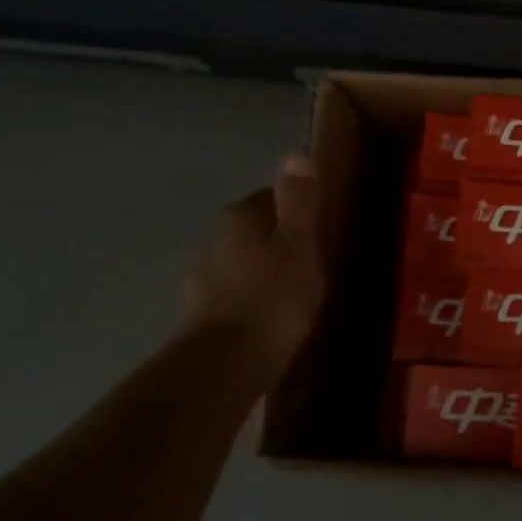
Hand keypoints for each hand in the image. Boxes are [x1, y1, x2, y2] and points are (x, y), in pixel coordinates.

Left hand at [182, 154, 324, 378]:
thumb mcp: (299, 247)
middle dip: (280, 241)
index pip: (270, 197)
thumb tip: (295, 155)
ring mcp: (203, 280)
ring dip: (265, 273)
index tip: (321, 226)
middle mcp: (214, 242)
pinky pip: (235, 297)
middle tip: (314, 261)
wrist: (224, 366)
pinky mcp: (201, 316)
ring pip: (243, 265)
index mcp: (240, 220)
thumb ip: (298, 204)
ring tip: (296, 294)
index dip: (297, 208)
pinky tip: (272, 320)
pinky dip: (253, 302)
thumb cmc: (273, 300)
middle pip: (254, 231)